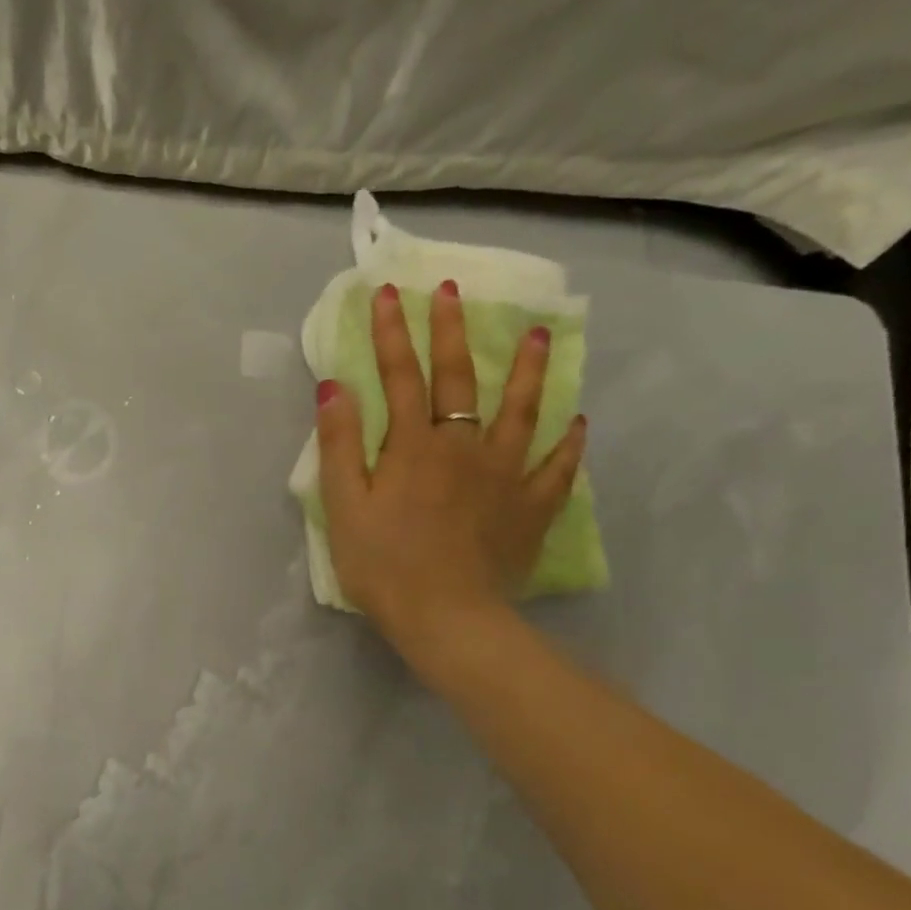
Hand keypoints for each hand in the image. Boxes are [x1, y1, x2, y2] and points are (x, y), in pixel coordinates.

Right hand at [315, 281, 585, 675]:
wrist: (446, 618)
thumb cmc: (383, 564)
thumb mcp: (344, 506)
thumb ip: (340, 445)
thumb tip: (334, 387)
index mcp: (413, 446)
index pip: (401, 377)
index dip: (392, 334)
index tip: (388, 293)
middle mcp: (464, 447)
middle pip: (459, 380)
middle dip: (452, 331)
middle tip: (453, 291)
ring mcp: (505, 475)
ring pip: (521, 411)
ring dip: (526, 370)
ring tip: (537, 334)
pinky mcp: (531, 508)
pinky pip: (557, 468)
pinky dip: (568, 444)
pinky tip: (576, 423)